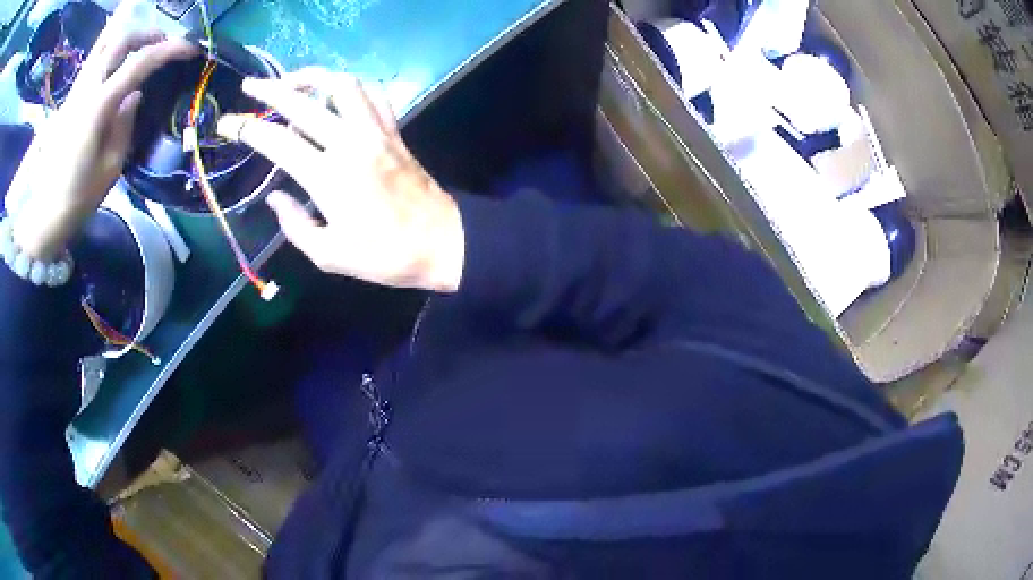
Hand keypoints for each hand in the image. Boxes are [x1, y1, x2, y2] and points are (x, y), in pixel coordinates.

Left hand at [6, 29, 195, 260]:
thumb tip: (135, 96)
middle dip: (148, 35)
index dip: (169, 50)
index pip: (140, 62)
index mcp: (99, 106)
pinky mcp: (70, 99)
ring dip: (129, 40)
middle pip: (121, 41)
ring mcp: (76, 91)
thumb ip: (125, 124)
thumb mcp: (111, 166)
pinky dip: (112, 55)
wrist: (45, 214)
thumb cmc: (79, 197)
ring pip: (105, 45)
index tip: (190, 49)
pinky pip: (95, 62)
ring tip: (143, 49)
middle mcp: (87, 89)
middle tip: (164, 43)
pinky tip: (119, 67)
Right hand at [216, 69, 464, 292]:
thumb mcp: (329, 255)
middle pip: (304, 103)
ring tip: (293, 81)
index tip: (227, 124)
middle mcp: (349, 143)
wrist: (441, 242)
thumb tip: (274, 198)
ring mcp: (375, 132)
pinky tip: (337, 91)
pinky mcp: (394, 131)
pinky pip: (374, 95)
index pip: (276, 142)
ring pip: (342, 86)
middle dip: (271, 90)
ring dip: (314, 77)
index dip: (246, 129)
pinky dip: (352, 85)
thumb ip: (294, 225)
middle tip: (250, 86)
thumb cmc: (384, 256)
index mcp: (327, 176)